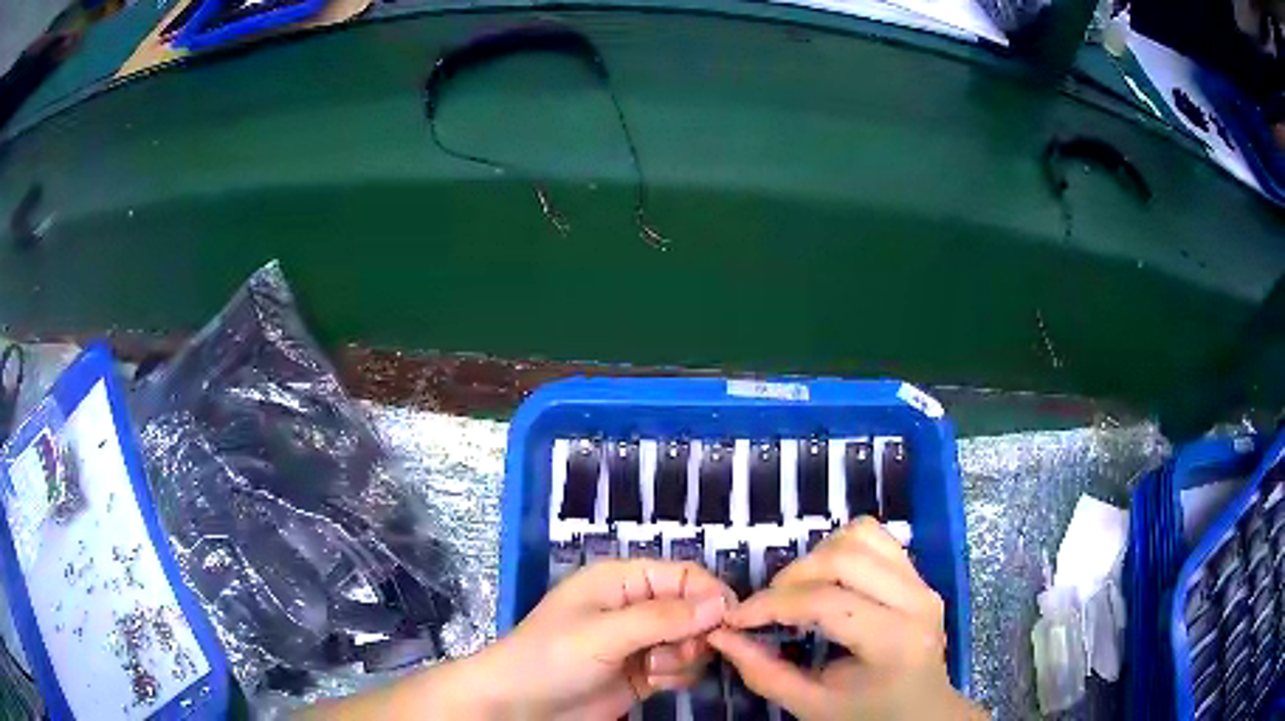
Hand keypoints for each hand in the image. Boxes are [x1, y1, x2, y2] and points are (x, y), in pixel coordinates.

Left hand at [301, 559, 732, 719]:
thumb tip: (722, 603)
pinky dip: (678, 675)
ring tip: (655, 671)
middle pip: (695, 609)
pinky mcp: (645, 671)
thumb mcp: (603, 634)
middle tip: (678, 654)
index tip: (729, 624)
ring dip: (685, 658)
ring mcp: (641, 641)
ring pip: (693, 640)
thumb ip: (662, 619)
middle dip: (696, 633)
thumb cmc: (551, 658)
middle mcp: (637, 605)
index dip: (711, 596)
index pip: (685, 575)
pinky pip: (683, 666)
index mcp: (623, 580)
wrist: (520, 707)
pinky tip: (654, 684)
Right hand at [708, 518, 981, 720]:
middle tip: (766, 606)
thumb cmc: (869, 716)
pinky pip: (876, 538)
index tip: (735, 619)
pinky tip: (827, 580)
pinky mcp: (918, 574)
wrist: (923, 711)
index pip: (827, 603)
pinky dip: (841, 548)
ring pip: (862, 535)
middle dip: (792, 577)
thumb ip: (764, 674)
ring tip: (798, 590)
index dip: (772, 605)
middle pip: (845, 557)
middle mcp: (916, 600)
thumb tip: (721, 636)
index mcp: (894, 642)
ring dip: (818, 556)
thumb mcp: (812, 707)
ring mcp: (922, 581)